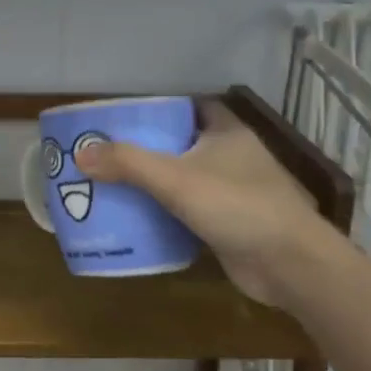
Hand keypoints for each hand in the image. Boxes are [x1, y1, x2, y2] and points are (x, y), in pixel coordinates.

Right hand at [74, 101, 318, 306]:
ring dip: (154, 182)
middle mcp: (230, 155)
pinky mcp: (230, 222)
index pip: (187, 106)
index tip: (121, 117)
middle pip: (180, 143)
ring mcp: (233, 190)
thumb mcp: (175, 179)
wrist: (289, 264)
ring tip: (110, 183)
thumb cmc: (237, 205)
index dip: (156, 108)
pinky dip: (166, 212)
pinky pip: (189, 209)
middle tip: (105, 153)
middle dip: (145, 148)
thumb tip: (81, 154)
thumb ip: (128, 163)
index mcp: (225, 131)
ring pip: (184, 178)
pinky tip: (136, 218)